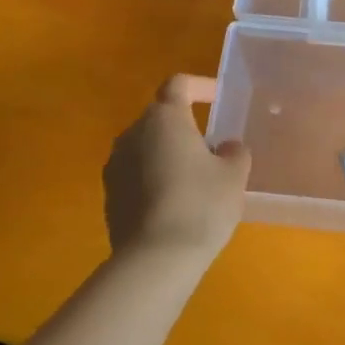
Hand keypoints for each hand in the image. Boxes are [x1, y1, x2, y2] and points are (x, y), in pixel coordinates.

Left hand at [103, 76, 251, 260]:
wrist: (155, 259)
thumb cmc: (201, 205)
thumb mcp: (233, 176)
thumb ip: (235, 153)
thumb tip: (227, 147)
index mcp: (164, 119)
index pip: (178, 85)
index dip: (200, 86)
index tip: (217, 99)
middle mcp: (132, 134)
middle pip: (160, 117)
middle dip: (185, 127)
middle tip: (212, 149)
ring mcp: (115, 166)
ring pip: (146, 147)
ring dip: (168, 154)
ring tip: (194, 180)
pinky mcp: (109, 196)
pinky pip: (136, 175)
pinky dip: (155, 179)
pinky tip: (175, 205)